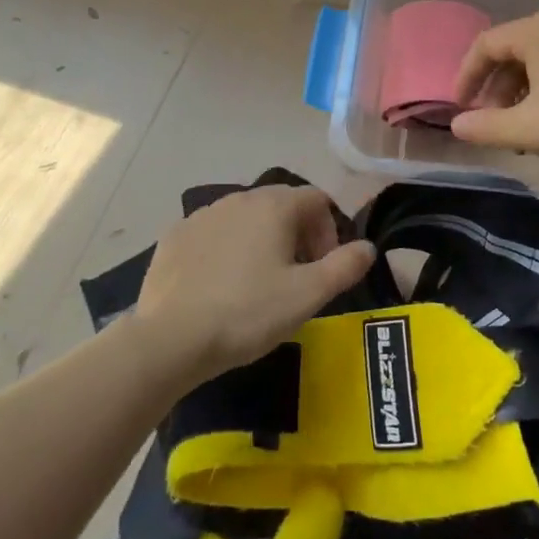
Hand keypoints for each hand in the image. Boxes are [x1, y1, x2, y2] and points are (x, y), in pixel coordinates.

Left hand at [132, 184, 375, 381]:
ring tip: (258, 283)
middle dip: (297, 234)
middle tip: (296, 277)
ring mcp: (201, 215)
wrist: (170, 339)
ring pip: (245, 218)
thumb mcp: (309, 295)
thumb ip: (346, 266)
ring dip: (261, 241)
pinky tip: (220, 286)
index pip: (316, 199)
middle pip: (281, 205)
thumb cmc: (248, 312)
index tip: (323, 267)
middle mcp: (238, 198)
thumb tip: (368, 247)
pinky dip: (225, 250)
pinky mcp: (174, 237)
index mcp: (274, 206)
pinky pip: (212, 234)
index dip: (329, 230)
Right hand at [450, 8, 538, 175]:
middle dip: (494, 90)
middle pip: (511, 52)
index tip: (459, 110)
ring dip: (519, 95)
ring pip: (537, 63)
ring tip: (518, 131)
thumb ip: (486, 127)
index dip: (466, 78)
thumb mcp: (530, 129)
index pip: (486, 45)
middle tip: (490, 124)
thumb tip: (457, 126)